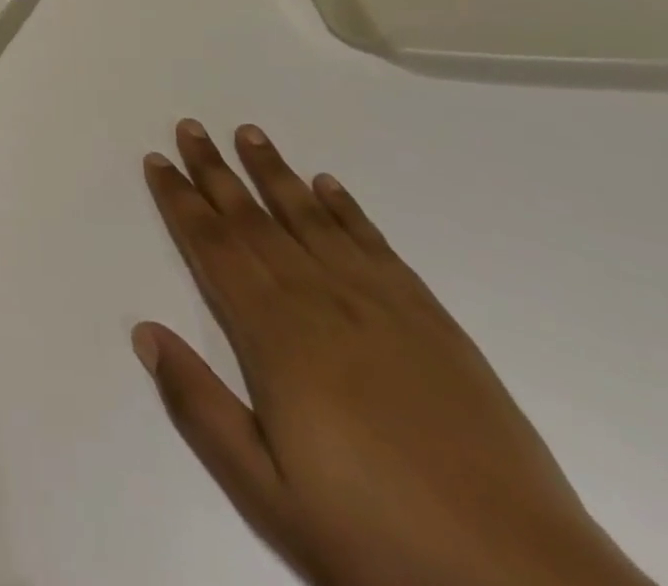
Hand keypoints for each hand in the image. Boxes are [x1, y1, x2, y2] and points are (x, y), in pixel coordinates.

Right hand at [135, 122, 652, 585]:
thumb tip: (145, 331)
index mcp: (275, 336)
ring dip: (274, 172)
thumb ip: (200, 406)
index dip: (180, 201)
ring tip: (249, 133)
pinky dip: (346, 208)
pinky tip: (329, 185)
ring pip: (310, 217)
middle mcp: (320, 299)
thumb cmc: (376, 538)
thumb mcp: (267, 493)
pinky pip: (375, 243)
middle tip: (190, 126)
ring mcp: (379, 302)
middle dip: (215, 170)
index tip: (157, 160)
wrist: (522, 580)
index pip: (213, 247)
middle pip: (254, 219)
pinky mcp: (429, 317)